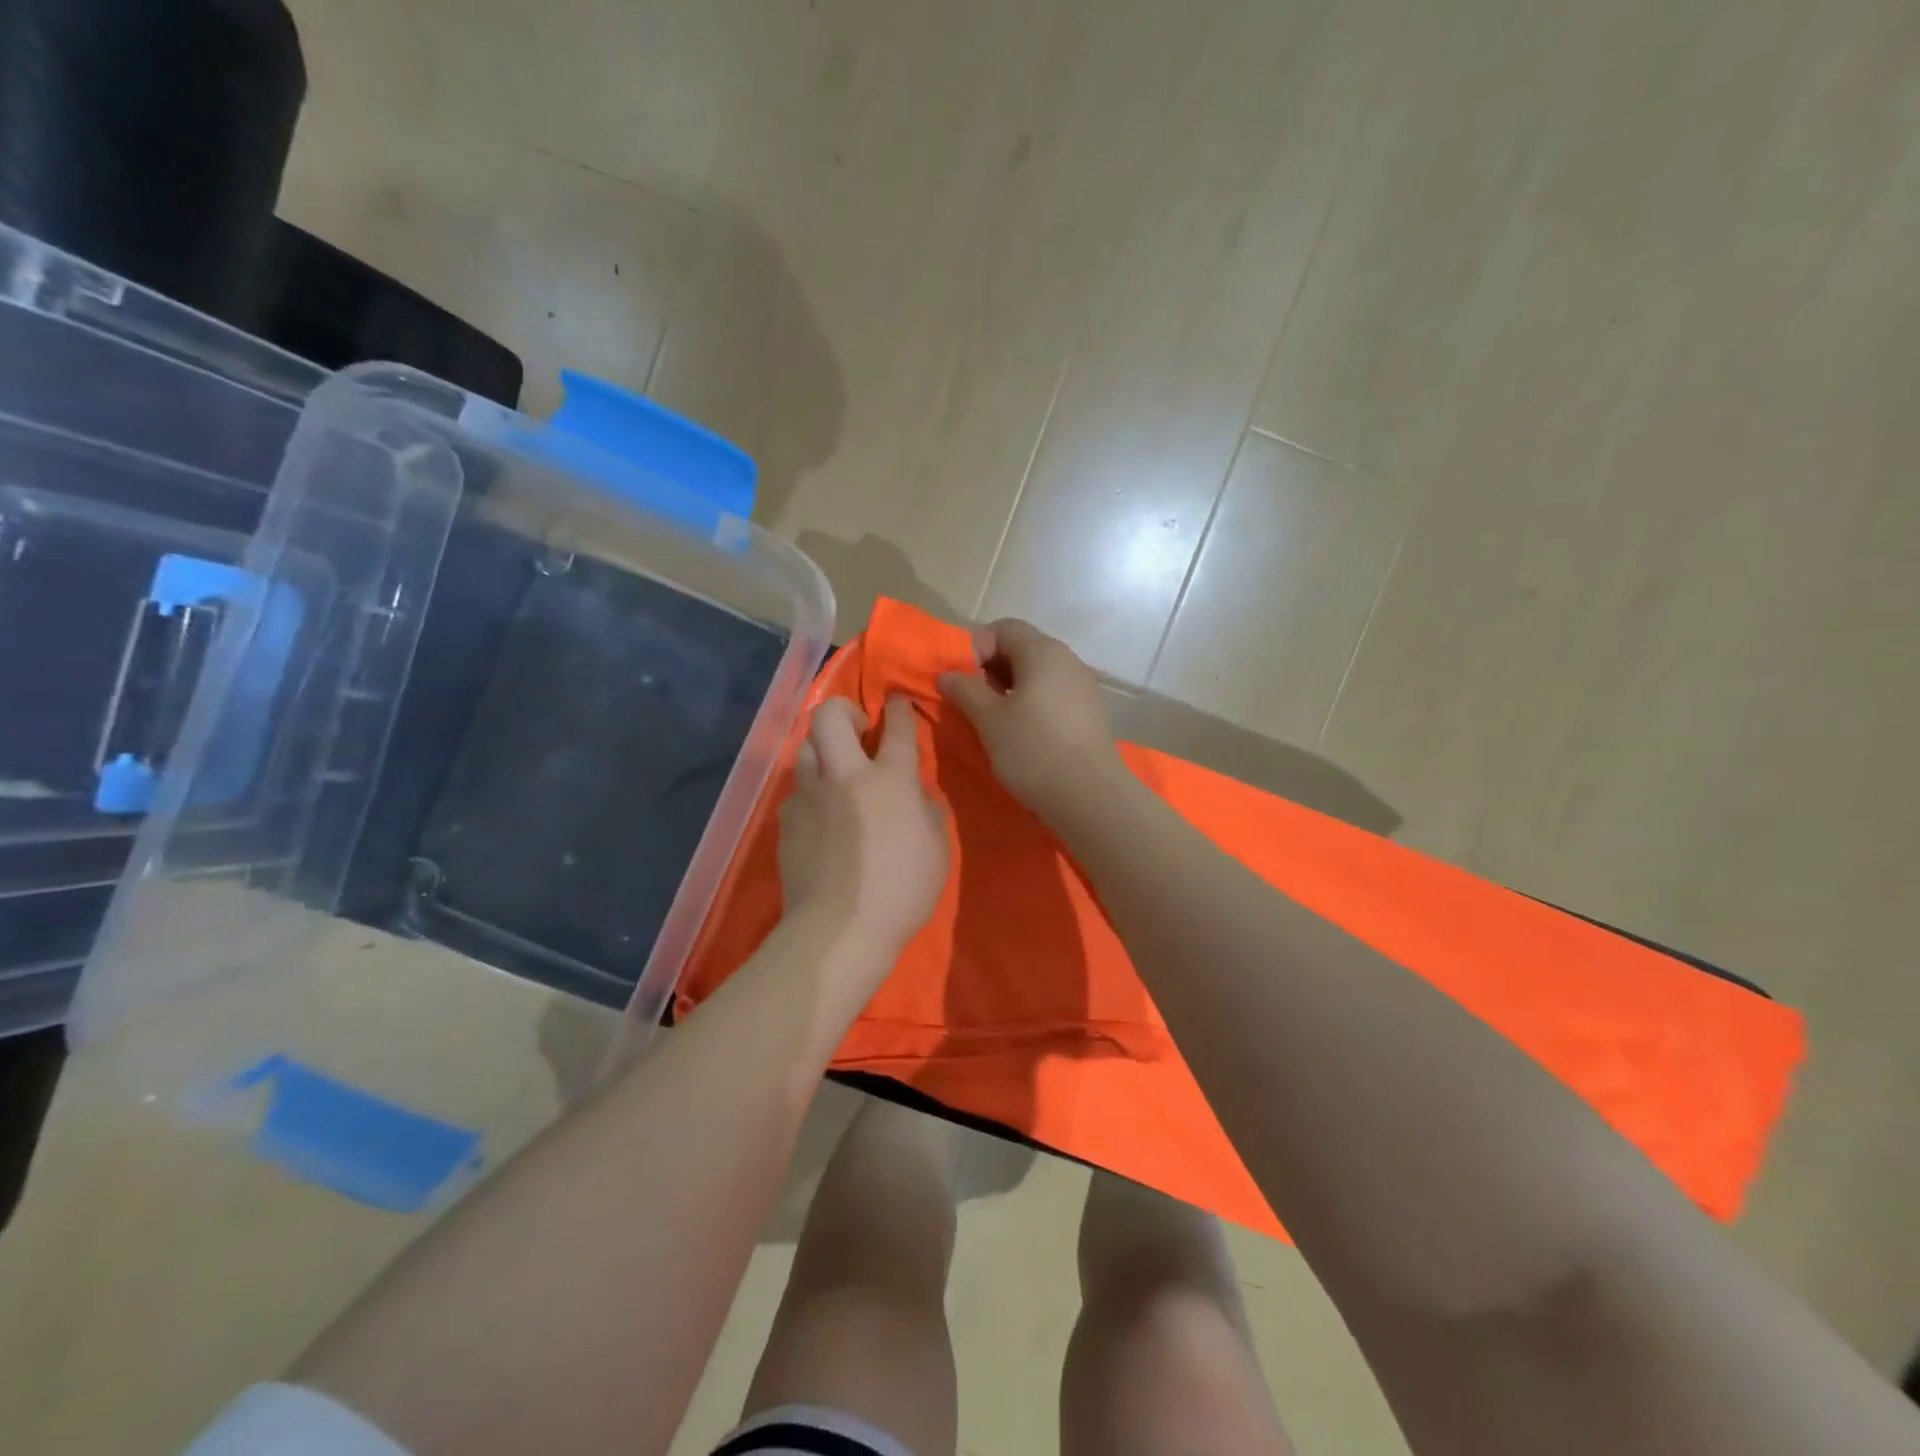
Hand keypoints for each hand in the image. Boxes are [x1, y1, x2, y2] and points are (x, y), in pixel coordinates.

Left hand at [777, 696, 949, 983]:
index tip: (897, 703)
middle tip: (860, 731)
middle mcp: (845, 775)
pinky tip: (821, 813)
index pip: (896, 727)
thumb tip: (919, 794)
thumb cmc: (900, 892)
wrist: (838, 930)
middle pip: (831, 716)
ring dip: (824, 748)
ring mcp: (810, 795)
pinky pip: (797, 788)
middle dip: (845, 710)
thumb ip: (930, 812)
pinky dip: (811, 789)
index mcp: (889, 780)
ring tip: (837, 770)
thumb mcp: (937, 852)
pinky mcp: (787, 820)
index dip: (898, 709)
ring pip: (806, 747)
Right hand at [937, 618, 1126, 822]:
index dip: (976, 647)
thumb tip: (947, 674)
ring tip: (996, 721)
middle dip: (992, 669)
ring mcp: (1083, 685)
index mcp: (1043, 651)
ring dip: (1011, 689)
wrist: (1089, 795)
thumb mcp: (989, 719)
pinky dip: (1033, 703)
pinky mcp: (1090, 712)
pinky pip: (1054, 694)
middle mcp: (1068, 659)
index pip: (1003, 628)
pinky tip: (1024, 733)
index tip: (964, 682)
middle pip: (1022, 648)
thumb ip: (965, 690)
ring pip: (1038, 673)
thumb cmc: (1033, 750)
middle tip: (975, 702)